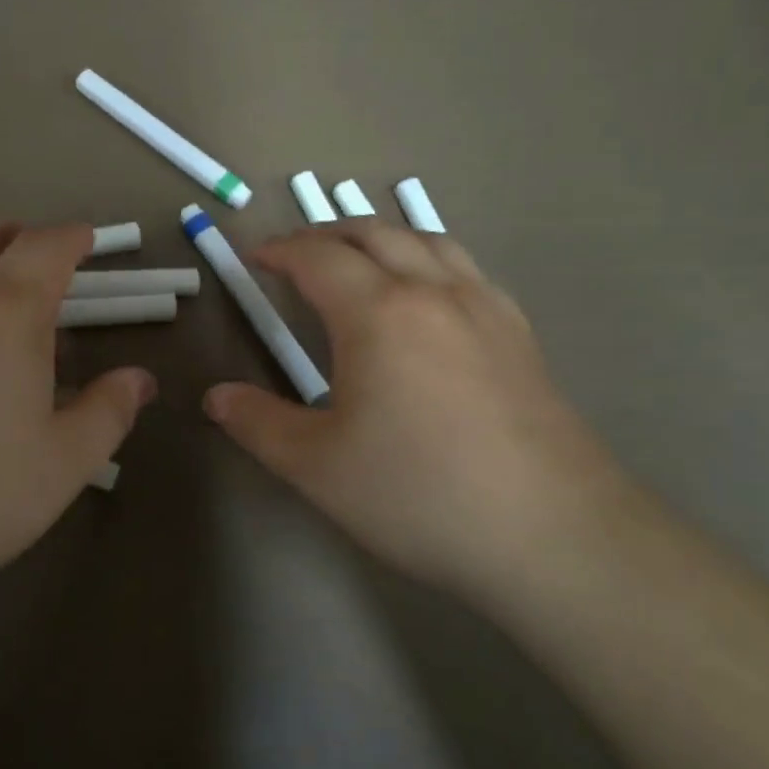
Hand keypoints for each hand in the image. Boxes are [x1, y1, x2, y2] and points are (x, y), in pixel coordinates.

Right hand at [203, 220, 646, 593]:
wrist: (551, 535)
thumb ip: (258, 423)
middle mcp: (435, 293)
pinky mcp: (520, 336)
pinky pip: (466, 270)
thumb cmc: (418, 494)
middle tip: (296, 254)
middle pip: (375, 233)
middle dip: (327, 233)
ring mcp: (486, 310)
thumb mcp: (316, 466)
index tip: (255, 258)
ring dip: (382, 237)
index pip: (319, 257)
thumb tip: (216, 397)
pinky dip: (429, 260)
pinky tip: (428, 298)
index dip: (281, 250)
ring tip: (358, 259)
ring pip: (428, 241)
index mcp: (379, 313)